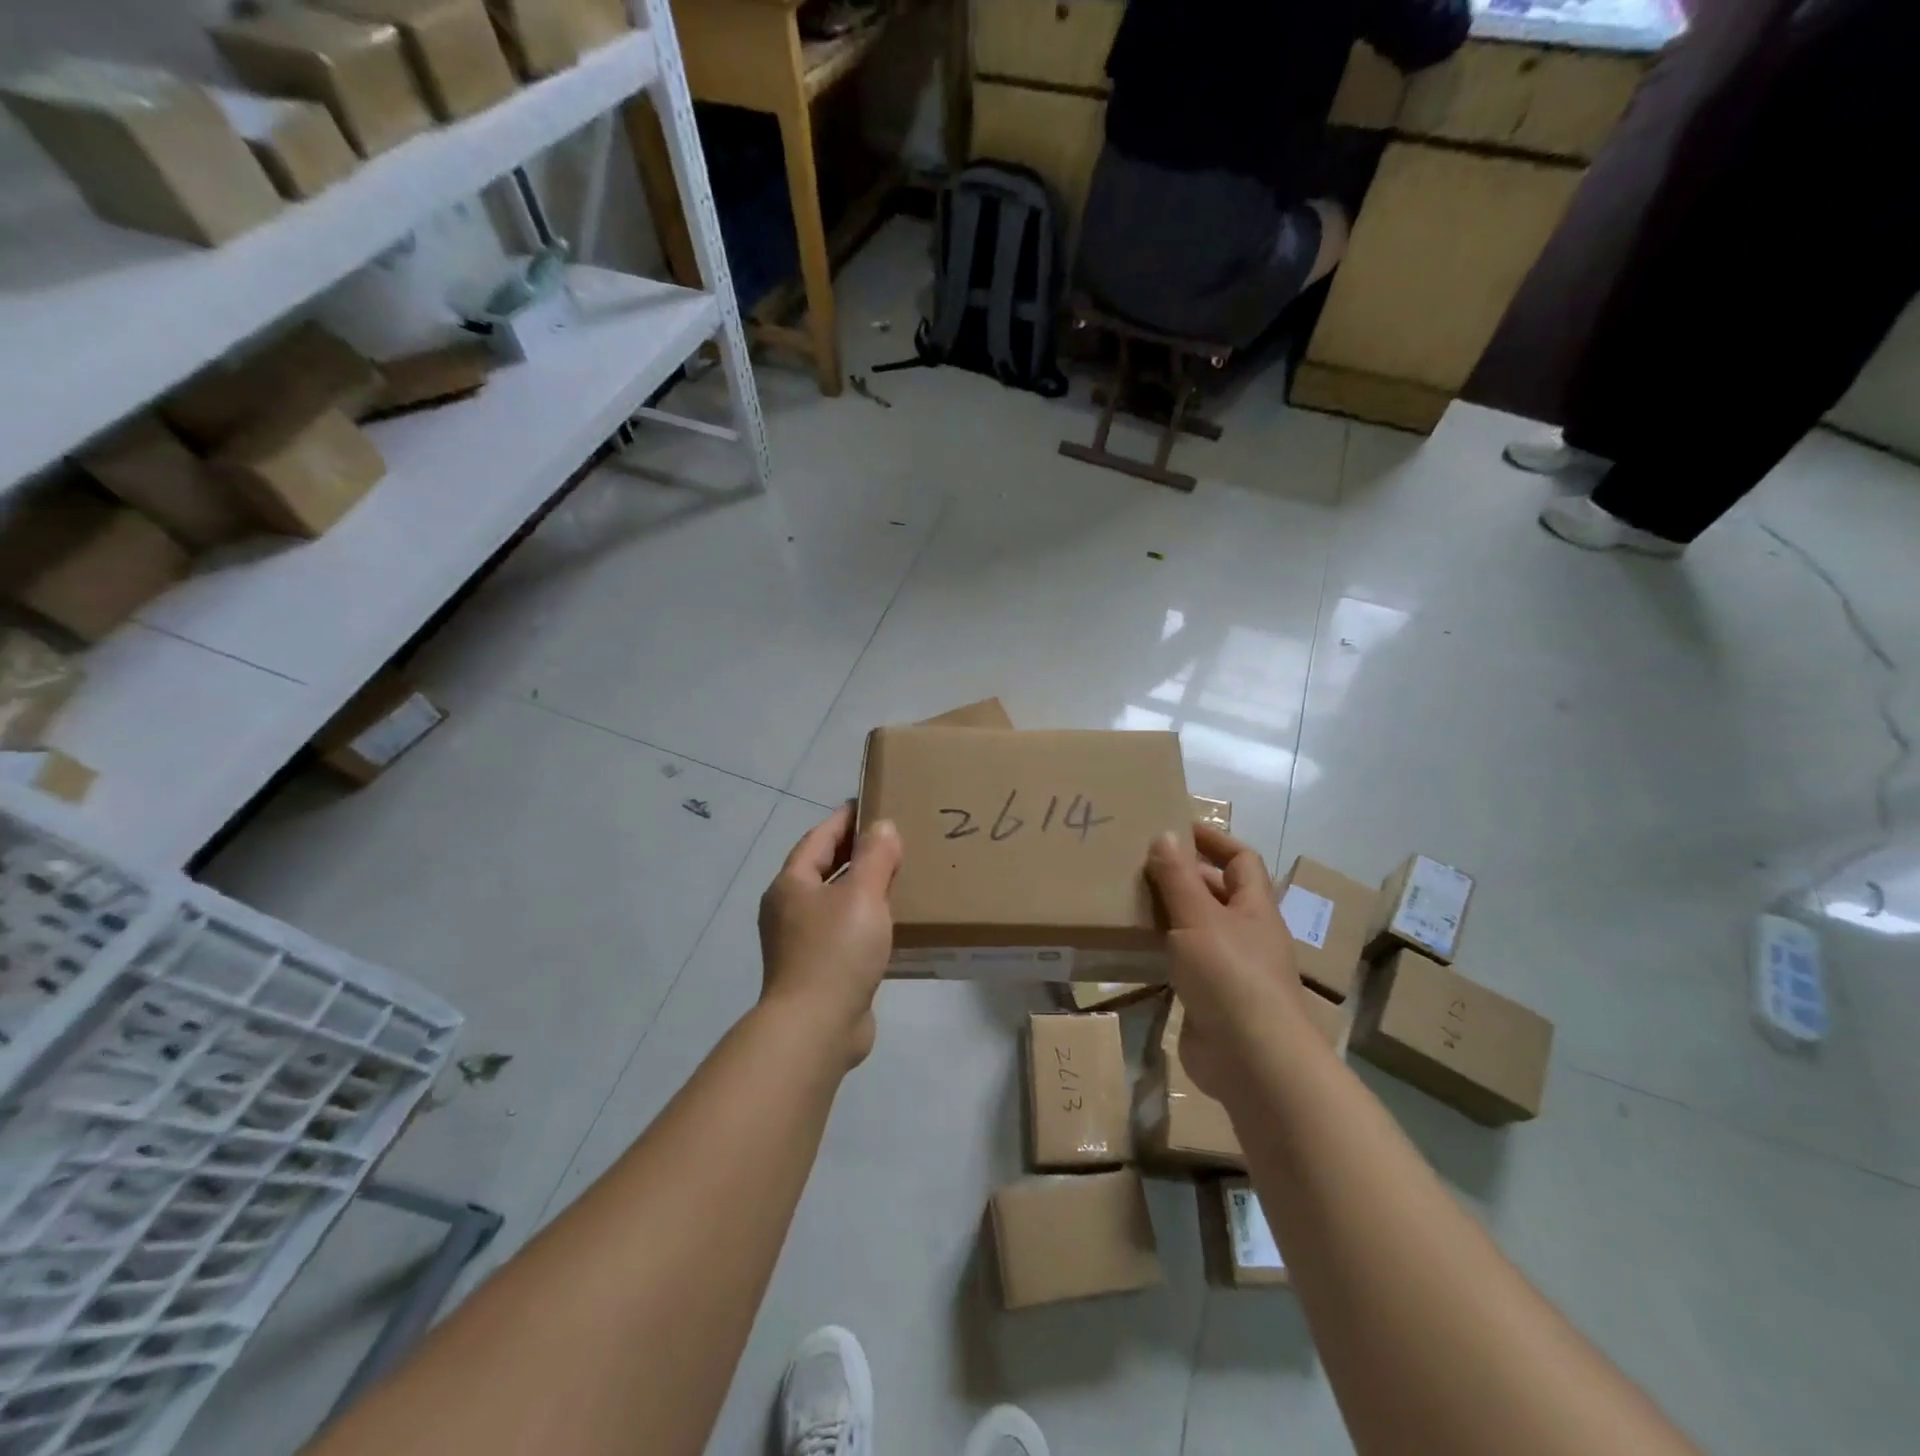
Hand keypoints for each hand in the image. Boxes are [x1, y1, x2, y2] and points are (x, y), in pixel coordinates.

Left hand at [758, 804, 901, 1067]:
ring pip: (835, 902)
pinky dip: (865, 920)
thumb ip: (875, 856)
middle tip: (892, 839)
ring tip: (898, 877)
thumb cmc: (836, 951)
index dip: (845, 819)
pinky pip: (844, 932)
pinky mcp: (818, 970)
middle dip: (855, 853)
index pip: (819, 838)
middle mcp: (789, 910)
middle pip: (824, 869)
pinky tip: (892, 924)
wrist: (816, 1028)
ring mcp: (800, 942)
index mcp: (792, 885)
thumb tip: (883, 826)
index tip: (872, 804)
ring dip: (862, 888)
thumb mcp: (862, 895)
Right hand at [1147, 824, 1312, 1100]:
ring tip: (1125, 897)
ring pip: (1196, 928)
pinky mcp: (1208, 998)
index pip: (1241, 860)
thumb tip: (1164, 834)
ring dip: (1167, 913)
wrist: (1252, 1061)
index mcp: (1253, 908)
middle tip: (1136, 862)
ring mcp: (1228, 968)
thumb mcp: (1199, 918)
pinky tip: (1131, 945)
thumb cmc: (1231, 976)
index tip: (1176, 827)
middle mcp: (1245, 933)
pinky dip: (1161, 950)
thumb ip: (1178, 878)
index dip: (1213, 840)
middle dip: (1182, 875)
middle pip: (1216, 893)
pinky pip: (1182, 963)